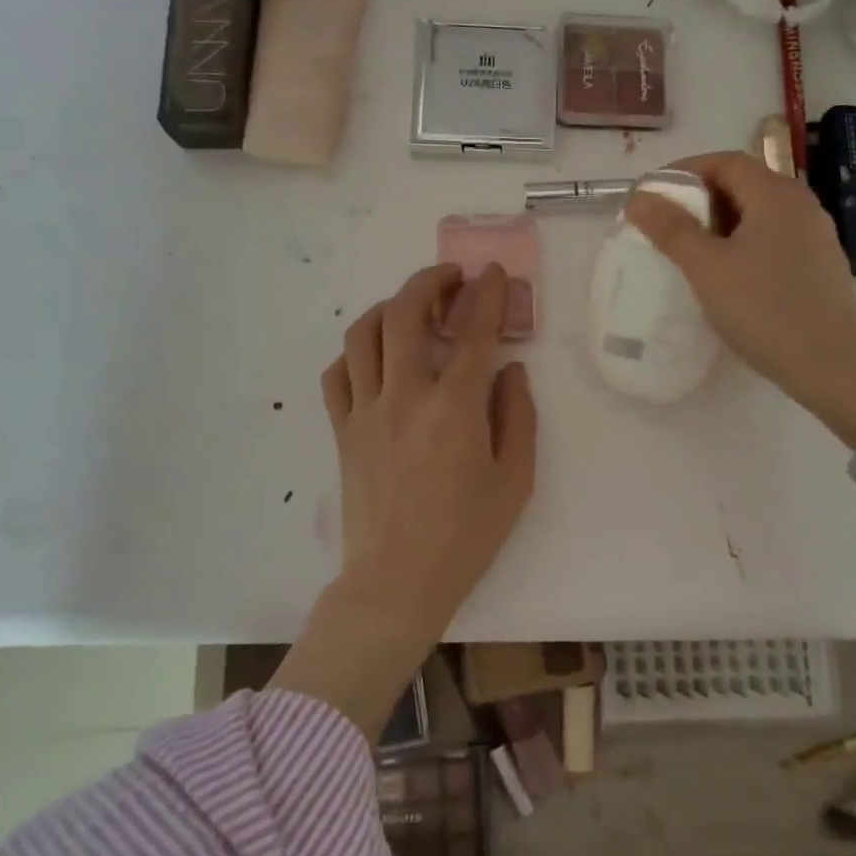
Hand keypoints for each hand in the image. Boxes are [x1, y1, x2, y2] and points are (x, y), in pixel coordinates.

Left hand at [269, 263, 537, 739]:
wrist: (396, 583)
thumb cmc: (465, 535)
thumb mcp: (515, 480)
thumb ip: (518, 416)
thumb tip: (510, 370)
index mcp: (455, 407)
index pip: (475, 331)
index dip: (488, 294)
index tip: (495, 272)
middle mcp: (406, 395)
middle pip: (408, 312)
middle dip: (431, 281)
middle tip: (451, 277)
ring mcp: (366, 410)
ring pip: (365, 333)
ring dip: (390, 306)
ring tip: (413, 307)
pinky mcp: (342, 430)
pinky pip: (337, 374)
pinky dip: (356, 352)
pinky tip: (375, 355)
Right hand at [626, 152, 855, 447]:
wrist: (835, 366)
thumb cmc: (766, 309)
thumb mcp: (708, 269)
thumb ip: (672, 230)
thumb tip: (640, 197)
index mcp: (775, 193)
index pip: (725, 162)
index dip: (685, 171)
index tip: (653, 193)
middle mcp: (800, 205)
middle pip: (744, 184)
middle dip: (701, 198)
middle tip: (666, 224)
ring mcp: (815, 236)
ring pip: (759, 215)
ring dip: (721, 224)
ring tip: (691, 252)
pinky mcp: (819, 266)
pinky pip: (773, 240)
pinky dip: (743, 245)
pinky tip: (728, 277)